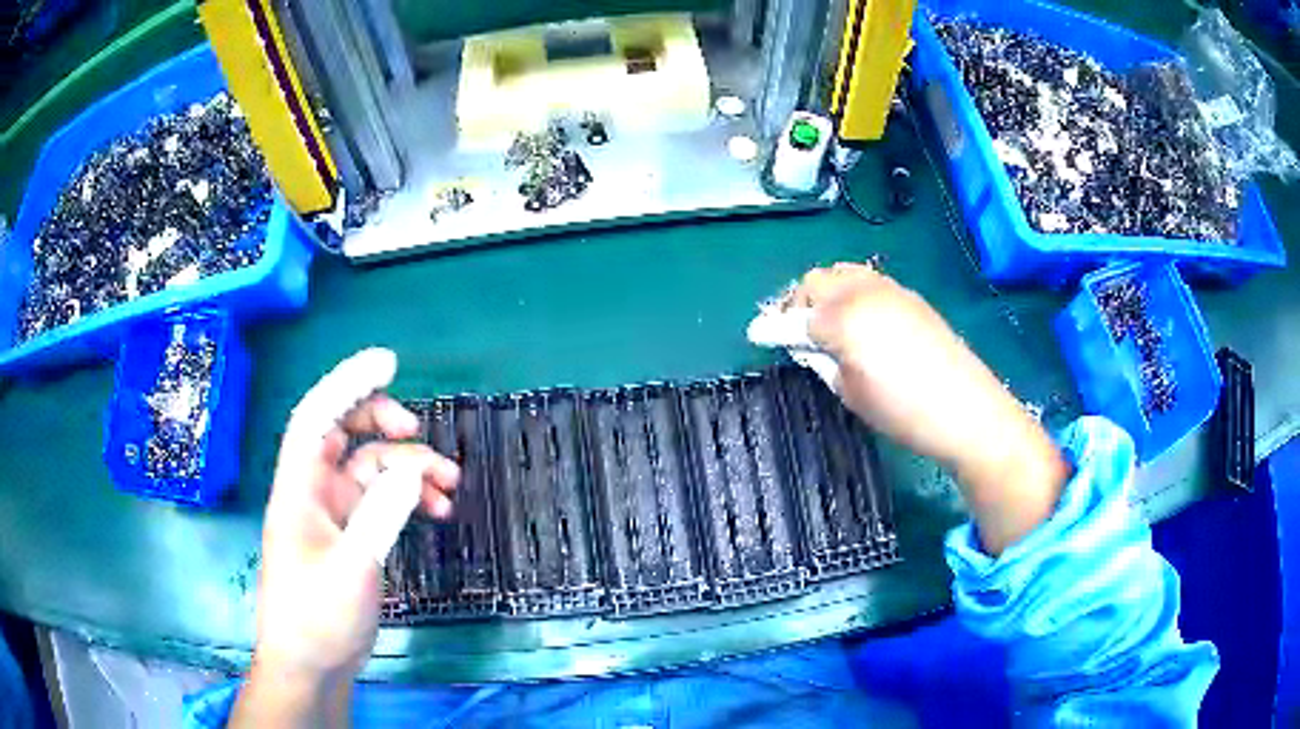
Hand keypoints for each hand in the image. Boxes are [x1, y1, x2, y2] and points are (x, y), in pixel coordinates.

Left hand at [233, 349, 459, 726]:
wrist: (312, 664)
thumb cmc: (317, 617)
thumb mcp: (352, 569)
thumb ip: (380, 516)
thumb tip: (410, 468)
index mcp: (299, 487)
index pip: (317, 416)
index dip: (348, 382)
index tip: (387, 361)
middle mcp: (313, 490)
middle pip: (345, 432)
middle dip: (383, 423)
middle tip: (417, 431)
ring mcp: (332, 513)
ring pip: (371, 468)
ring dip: (408, 468)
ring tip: (449, 485)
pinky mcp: (350, 535)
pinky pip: (382, 500)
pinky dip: (407, 497)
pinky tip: (436, 509)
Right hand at [786, 263, 1067, 554]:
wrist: (967, 409)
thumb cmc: (903, 410)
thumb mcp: (850, 392)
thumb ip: (821, 360)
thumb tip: (805, 344)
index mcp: (843, 317)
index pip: (794, 318)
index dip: (771, 327)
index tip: (755, 333)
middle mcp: (862, 291)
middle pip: (816, 282)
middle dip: (797, 302)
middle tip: (792, 330)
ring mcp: (889, 289)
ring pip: (842, 273)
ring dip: (824, 291)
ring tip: (822, 320)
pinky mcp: (909, 296)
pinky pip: (867, 280)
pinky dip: (850, 291)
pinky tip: (855, 317)